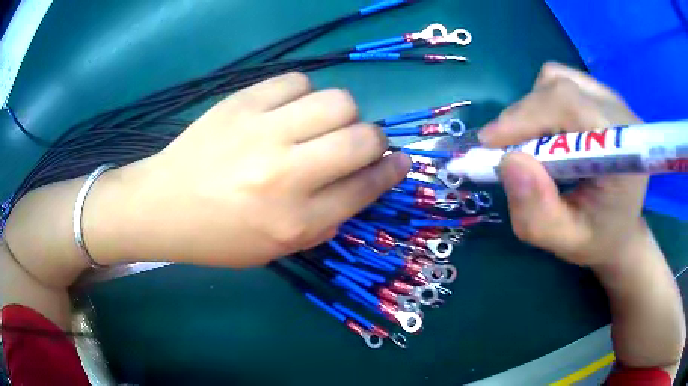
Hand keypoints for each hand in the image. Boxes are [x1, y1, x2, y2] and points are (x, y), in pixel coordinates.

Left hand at [96, 73, 409, 267]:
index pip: (366, 187)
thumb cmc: (219, 237)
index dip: (392, 171)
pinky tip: (288, 109)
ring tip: (320, 124)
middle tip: (360, 143)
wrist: (163, 205)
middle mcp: (285, 174)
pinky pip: (297, 81)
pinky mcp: (242, 102)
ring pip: (338, 101)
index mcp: (296, 221)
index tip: (401, 161)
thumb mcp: (278, 248)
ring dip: (342, 114)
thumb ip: (326, 219)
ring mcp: (262, 131)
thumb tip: (363, 181)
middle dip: (375, 140)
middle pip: (363, 137)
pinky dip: (304, 94)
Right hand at [478, 63, 646, 266]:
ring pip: (557, 79)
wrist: (621, 227)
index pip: (570, 106)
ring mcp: (612, 100)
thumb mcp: (564, 241)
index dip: (526, 117)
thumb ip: (537, 213)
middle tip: (502, 150)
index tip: (490, 144)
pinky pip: (561, 81)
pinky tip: (549, 131)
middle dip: (523, 116)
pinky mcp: (601, 96)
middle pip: (560, 88)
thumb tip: (507, 162)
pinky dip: (543, 102)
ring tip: (533, 144)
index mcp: (624, 152)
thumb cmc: (597, 238)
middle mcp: (621, 115)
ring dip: (533, 108)